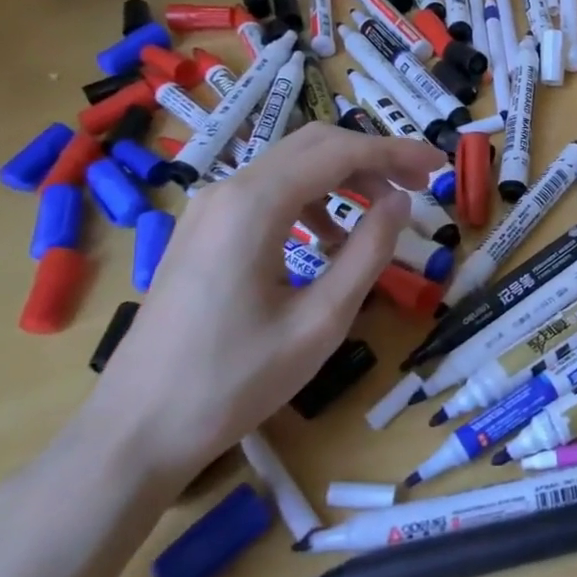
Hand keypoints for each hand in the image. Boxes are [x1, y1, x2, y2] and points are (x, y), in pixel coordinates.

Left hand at [85, 123, 446, 487]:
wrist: (136, 430)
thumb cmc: (235, 381)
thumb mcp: (321, 321)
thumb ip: (368, 253)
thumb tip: (400, 203)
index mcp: (255, 205)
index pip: (340, 152)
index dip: (396, 153)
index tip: (439, 166)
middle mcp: (227, 191)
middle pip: (314, 145)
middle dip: (374, 157)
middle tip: (420, 183)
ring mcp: (208, 210)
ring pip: (290, 167)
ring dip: (344, 178)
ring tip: (384, 213)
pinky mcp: (201, 232)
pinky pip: (267, 194)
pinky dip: (311, 200)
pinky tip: (330, 240)